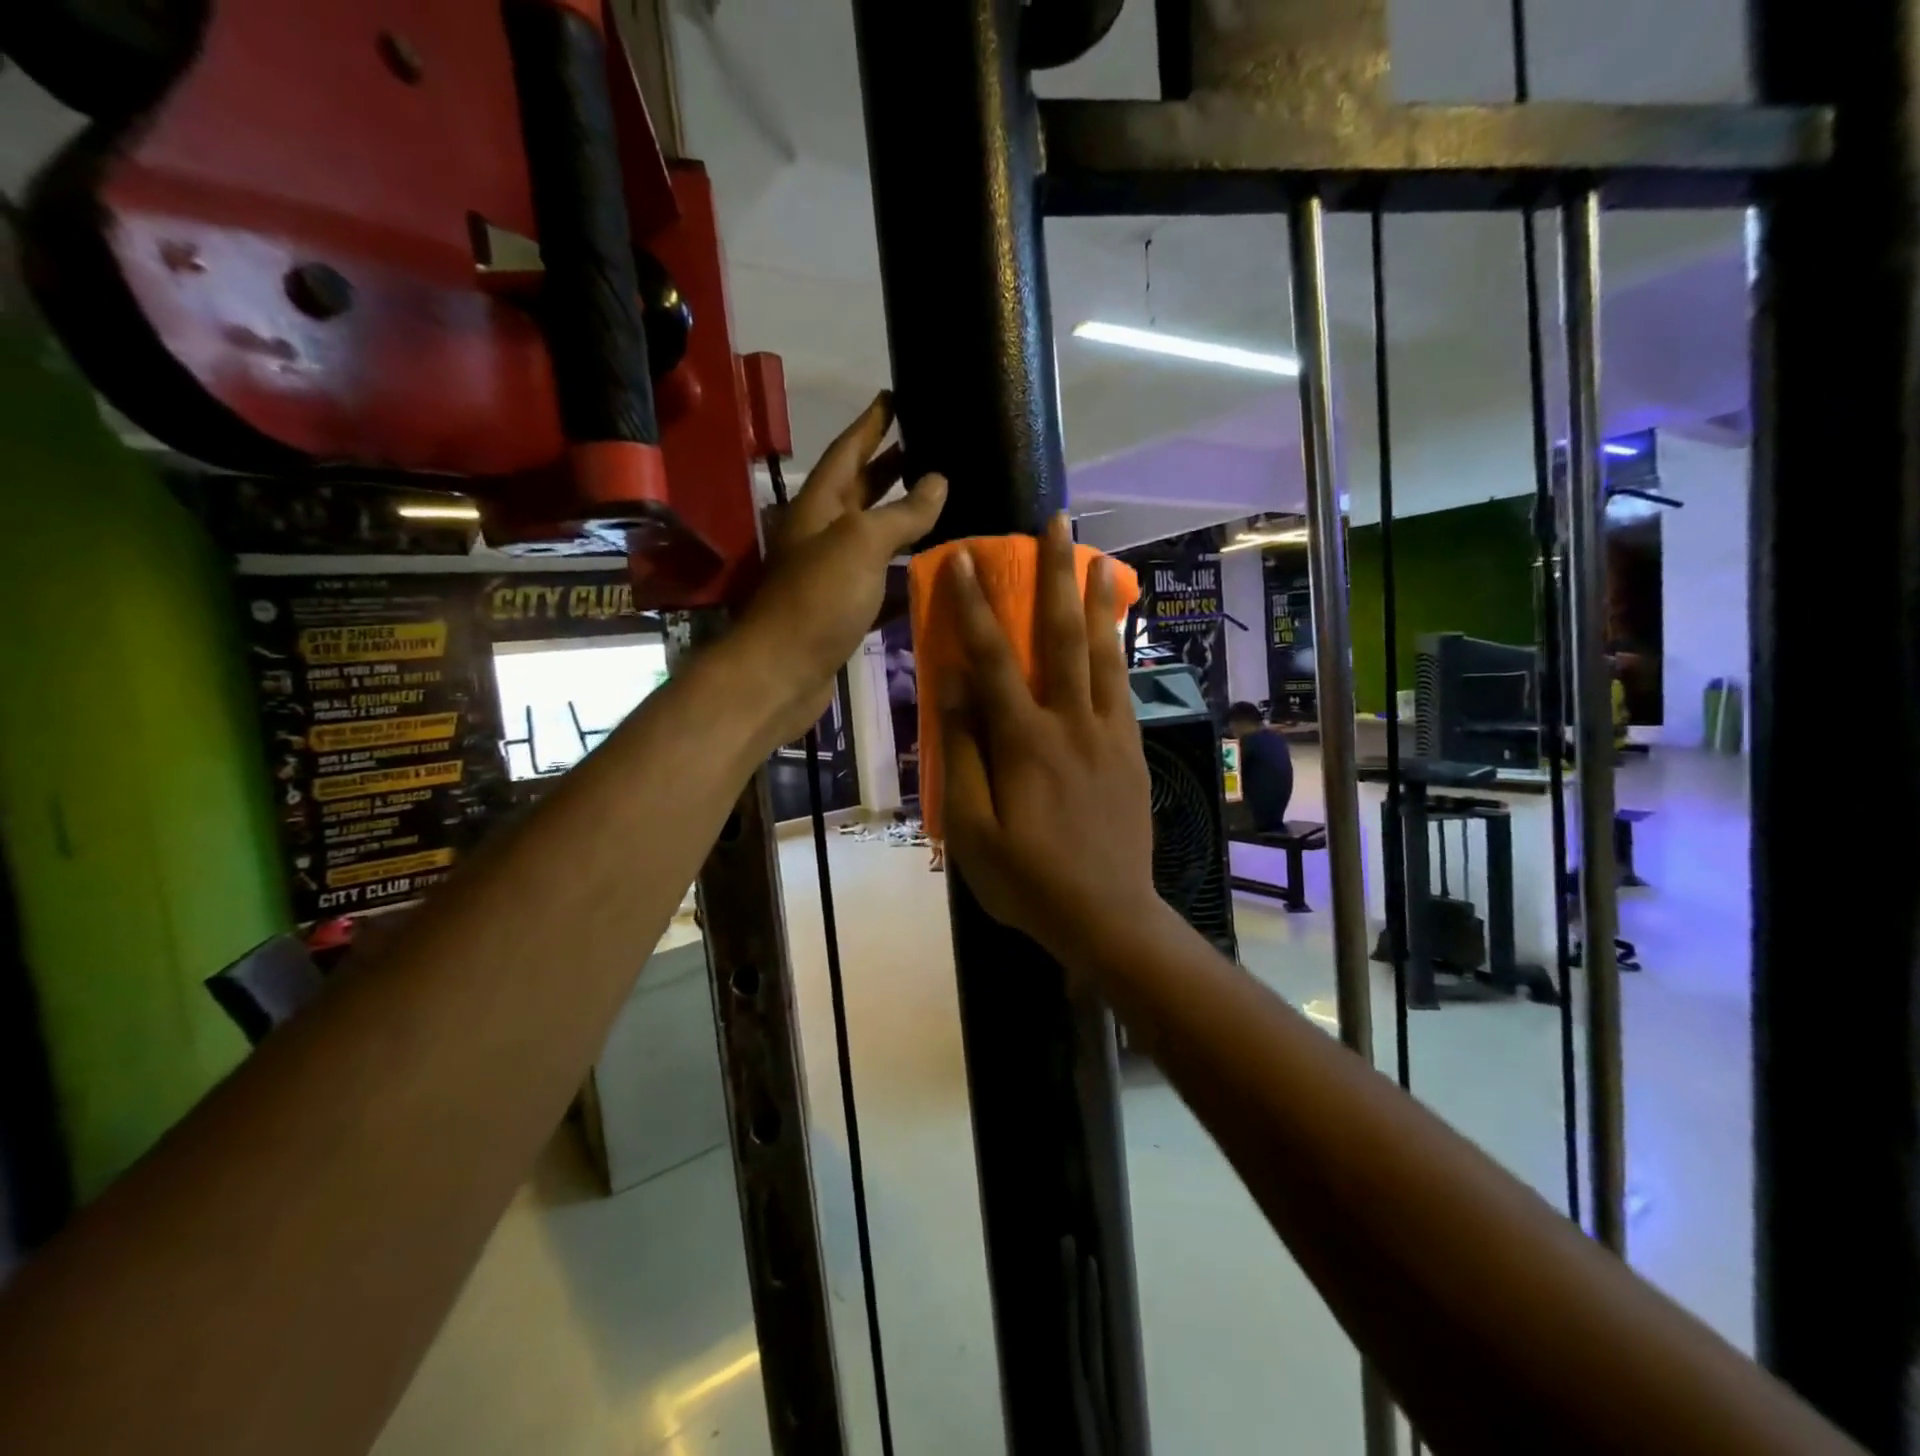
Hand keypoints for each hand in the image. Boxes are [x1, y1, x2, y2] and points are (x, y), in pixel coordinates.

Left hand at [732, 393, 945, 747]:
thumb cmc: (818, 599)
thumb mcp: (861, 543)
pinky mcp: (843, 610)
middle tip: (929, 446)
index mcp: (818, 505)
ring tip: (943, 502)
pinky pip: (879, 579)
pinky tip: (933, 567)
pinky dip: (904, 570)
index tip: (895, 396)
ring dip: (903, 519)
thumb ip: (902, 512)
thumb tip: (938, 481)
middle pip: (860, 490)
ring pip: (872, 536)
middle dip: (890, 466)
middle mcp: (822, 534)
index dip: (871, 423)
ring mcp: (831, 574)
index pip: (847, 450)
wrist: (783, 673)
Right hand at [938, 513, 1158, 973]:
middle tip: (1054, 523)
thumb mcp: (972, 832)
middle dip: (1054, 575)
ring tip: (1098, 557)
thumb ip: (963, 756)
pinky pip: (1124, 687)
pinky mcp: (1130, 751)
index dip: (974, 607)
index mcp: (1025, 743)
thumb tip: (953, 690)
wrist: (1109, 917)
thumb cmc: (1029, 882)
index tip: (964, 558)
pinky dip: (1119, 649)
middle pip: (1060, 638)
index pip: (993, 661)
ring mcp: (1108, 735)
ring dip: (1095, 601)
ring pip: (1102, 654)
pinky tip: (1116, 630)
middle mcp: (1071, 724)